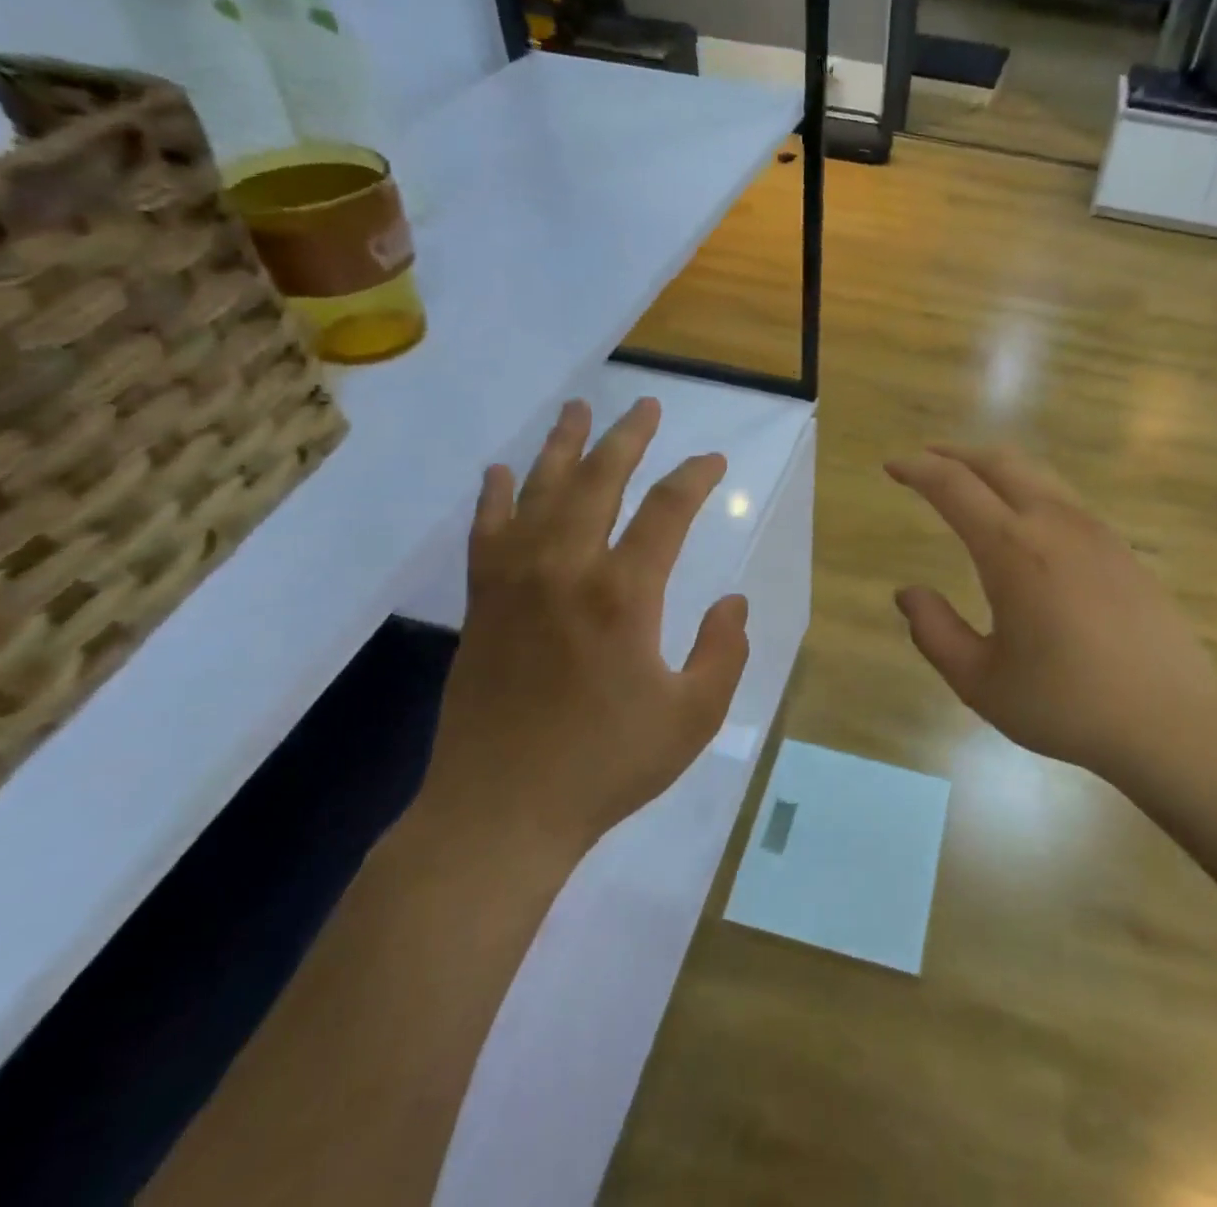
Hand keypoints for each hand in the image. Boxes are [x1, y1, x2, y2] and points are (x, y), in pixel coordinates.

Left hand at [437, 397, 749, 851]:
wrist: (501, 811)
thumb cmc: (606, 765)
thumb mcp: (693, 717)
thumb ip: (724, 652)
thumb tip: (732, 602)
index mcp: (624, 594)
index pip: (667, 510)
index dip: (695, 477)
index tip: (713, 461)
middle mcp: (568, 569)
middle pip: (599, 480)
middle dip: (628, 438)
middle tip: (646, 406)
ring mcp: (516, 582)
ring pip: (540, 492)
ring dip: (563, 446)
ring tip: (577, 410)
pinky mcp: (484, 603)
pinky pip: (488, 532)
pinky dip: (496, 496)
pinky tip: (501, 471)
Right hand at [886, 445, 1216, 783]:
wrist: (1172, 720)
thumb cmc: (1067, 705)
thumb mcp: (981, 682)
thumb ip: (935, 632)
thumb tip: (907, 593)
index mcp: (1012, 549)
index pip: (953, 486)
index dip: (917, 469)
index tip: (892, 466)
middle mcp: (1054, 523)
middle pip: (999, 461)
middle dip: (956, 453)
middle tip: (926, 458)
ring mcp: (1095, 531)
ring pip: (1037, 474)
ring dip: (995, 468)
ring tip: (971, 482)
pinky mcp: (1121, 548)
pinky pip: (1064, 499)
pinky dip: (1029, 490)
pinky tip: (1024, 521)